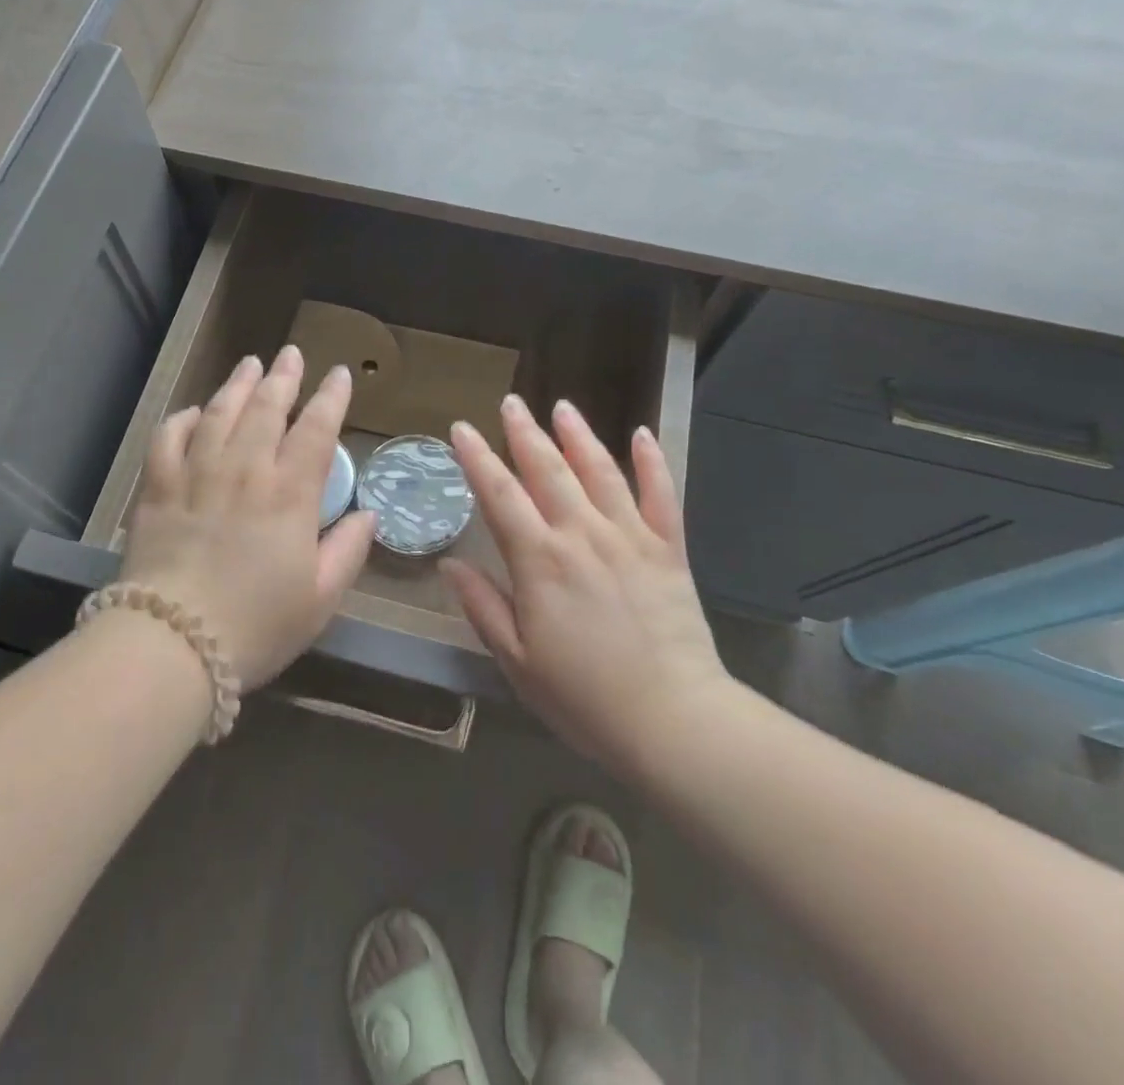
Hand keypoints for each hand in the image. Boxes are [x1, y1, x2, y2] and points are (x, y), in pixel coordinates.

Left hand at [119, 346, 377, 688]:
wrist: (173, 643)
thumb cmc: (257, 625)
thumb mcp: (321, 598)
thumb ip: (348, 550)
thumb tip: (369, 514)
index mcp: (289, 494)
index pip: (316, 430)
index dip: (331, 398)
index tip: (339, 374)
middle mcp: (245, 471)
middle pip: (266, 409)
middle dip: (283, 377)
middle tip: (291, 354)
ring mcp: (197, 474)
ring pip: (220, 413)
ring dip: (238, 384)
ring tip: (250, 363)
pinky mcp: (158, 488)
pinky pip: (168, 438)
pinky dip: (183, 419)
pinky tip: (195, 412)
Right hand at [442, 395, 734, 773]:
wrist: (673, 720)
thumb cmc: (583, 698)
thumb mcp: (516, 660)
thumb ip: (483, 606)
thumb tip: (451, 564)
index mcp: (539, 561)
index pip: (500, 495)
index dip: (477, 459)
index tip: (461, 429)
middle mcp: (582, 535)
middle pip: (548, 470)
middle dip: (525, 433)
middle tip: (511, 402)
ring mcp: (630, 537)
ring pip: (600, 472)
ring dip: (579, 435)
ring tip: (563, 407)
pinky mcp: (669, 550)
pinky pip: (661, 495)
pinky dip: (652, 462)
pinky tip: (642, 434)